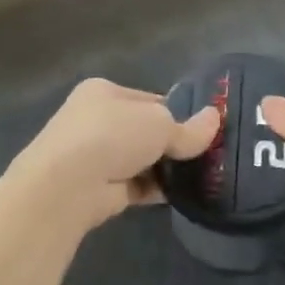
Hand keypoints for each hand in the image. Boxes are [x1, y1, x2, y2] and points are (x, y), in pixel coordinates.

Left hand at [9, 78, 217, 231]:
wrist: (68, 185)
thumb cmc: (113, 135)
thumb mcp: (160, 123)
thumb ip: (189, 128)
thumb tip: (216, 118)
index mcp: (104, 92)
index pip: (150, 99)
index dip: (178, 112)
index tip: (204, 128)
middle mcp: (95, 120)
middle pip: (145, 130)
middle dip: (173, 143)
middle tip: (207, 153)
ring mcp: (95, 156)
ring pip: (142, 159)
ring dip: (166, 168)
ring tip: (202, 174)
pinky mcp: (99, 189)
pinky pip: (138, 185)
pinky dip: (157, 189)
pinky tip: (183, 193)